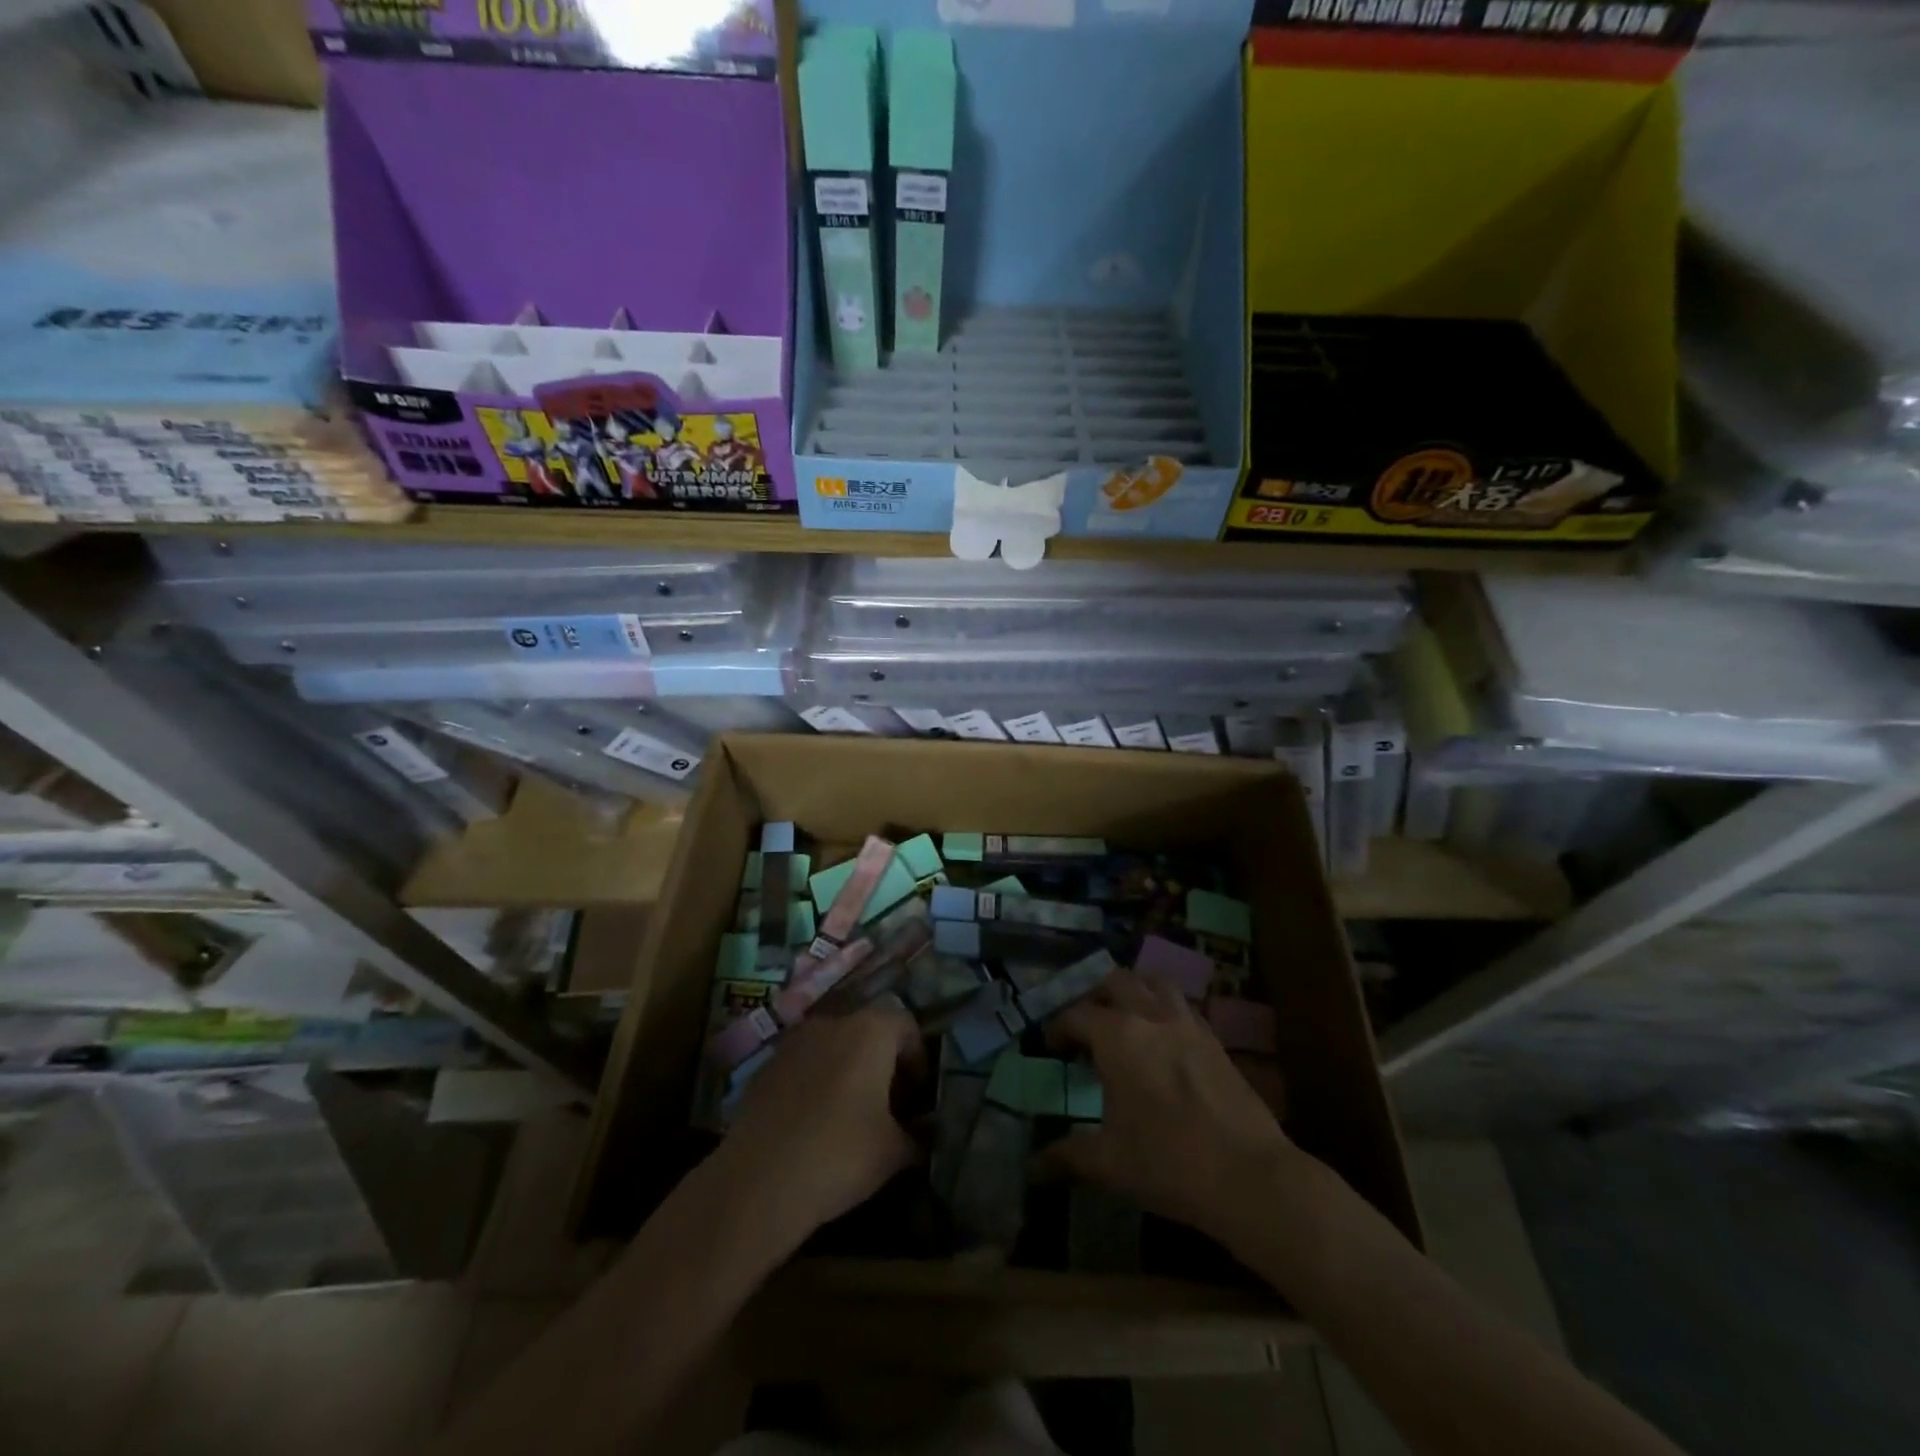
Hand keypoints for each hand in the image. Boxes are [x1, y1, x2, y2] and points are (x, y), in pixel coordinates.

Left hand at [718, 1005, 923, 1240]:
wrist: (757, 1182)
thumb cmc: (839, 1155)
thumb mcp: (894, 1153)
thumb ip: (916, 1137)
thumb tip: (923, 1138)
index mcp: (870, 1031)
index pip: (906, 1025)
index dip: (917, 1057)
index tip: (917, 1095)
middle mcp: (832, 1023)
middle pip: (868, 1031)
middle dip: (882, 1063)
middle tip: (888, 1105)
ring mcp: (793, 1042)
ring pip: (832, 1046)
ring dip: (846, 1070)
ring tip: (849, 1115)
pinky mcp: (764, 1067)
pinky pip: (802, 1065)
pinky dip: (814, 1083)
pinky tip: (812, 1124)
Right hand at [1039, 970, 1298, 1244]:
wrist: (1250, 1177)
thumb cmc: (1168, 1163)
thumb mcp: (1109, 1163)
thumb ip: (1067, 1155)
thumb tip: (1032, 1167)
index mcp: (1117, 1035)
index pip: (1076, 1015)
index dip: (1057, 1027)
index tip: (1049, 1046)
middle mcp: (1150, 1015)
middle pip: (1115, 981)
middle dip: (1094, 996)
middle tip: (1085, 1024)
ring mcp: (1187, 1023)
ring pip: (1153, 983)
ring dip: (1133, 991)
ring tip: (1124, 1018)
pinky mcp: (1215, 1039)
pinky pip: (1182, 1006)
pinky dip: (1164, 1009)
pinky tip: (1163, 1039)